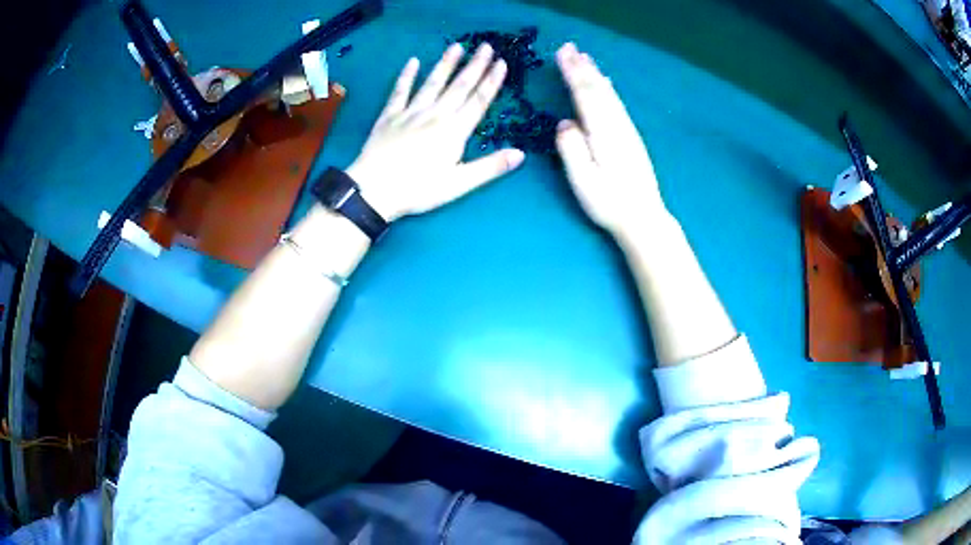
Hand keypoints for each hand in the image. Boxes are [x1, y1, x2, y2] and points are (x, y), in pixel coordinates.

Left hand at [347, 43, 525, 221]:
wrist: (374, 190)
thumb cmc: (418, 190)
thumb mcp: (459, 184)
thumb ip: (490, 167)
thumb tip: (521, 154)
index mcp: (454, 131)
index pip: (479, 100)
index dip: (492, 81)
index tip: (502, 63)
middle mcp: (435, 115)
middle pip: (459, 86)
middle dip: (475, 65)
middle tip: (486, 46)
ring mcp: (411, 112)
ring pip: (432, 83)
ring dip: (446, 64)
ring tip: (456, 46)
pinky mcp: (389, 116)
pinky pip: (400, 91)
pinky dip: (406, 76)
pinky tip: (412, 61)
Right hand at [554, 43, 666, 236]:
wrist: (644, 217)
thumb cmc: (609, 203)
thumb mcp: (583, 180)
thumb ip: (572, 149)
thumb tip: (565, 123)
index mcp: (602, 133)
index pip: (585, 96)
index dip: (573, 73)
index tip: (562, 54)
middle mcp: (617, 126)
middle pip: (598, 90)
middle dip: (583, 67)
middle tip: (571, 47)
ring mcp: (627, 131)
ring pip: (610, 95)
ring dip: (596, 74)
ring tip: (586, 58)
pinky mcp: (632, 138)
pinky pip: (618, 104)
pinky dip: (609, 89)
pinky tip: (607, 84)